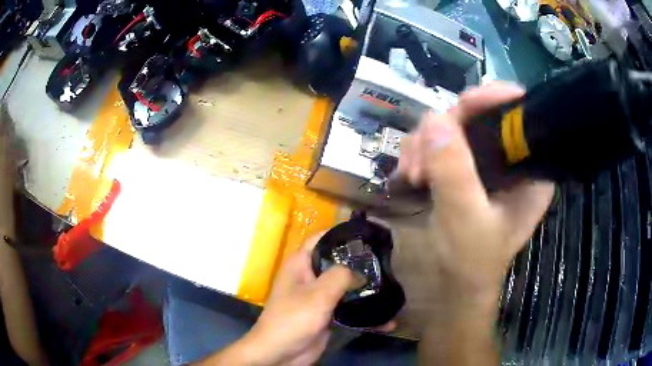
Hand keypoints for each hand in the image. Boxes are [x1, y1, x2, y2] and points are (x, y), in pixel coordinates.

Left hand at [201, 234, 393, 365]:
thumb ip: (340, 276)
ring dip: (365, 289)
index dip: (343, 234)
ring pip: (345, 287)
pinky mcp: (327, 315)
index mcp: (301, 264)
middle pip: (338, 263)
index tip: (369, 236)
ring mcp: (319, 297)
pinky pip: (348, 309)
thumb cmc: (293, 319)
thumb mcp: (318, 294)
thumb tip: (361, 272)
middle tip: (387, 263)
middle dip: (361, 263)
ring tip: (392, 287)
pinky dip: (364, 313)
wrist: (281, 354)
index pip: (322, 239)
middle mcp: (310, 277)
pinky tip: (386, 320)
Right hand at [398, 82, 554, 298]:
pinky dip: (417, 153)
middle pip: (479, 116)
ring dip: (425, 144)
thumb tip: (434, 118)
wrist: (443, 293)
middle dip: (448, 128)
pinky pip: (433, 143)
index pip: (519, 116)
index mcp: (528, 171)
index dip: (495, 100)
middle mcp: (506, 162)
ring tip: (413, 174)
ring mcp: (477, 165)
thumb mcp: (466, 219)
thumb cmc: (468, 265)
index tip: (465, 104)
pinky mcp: (454, 172)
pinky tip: (408, 175)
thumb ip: (454, 170)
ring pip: (450, 127)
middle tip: (424, 154)